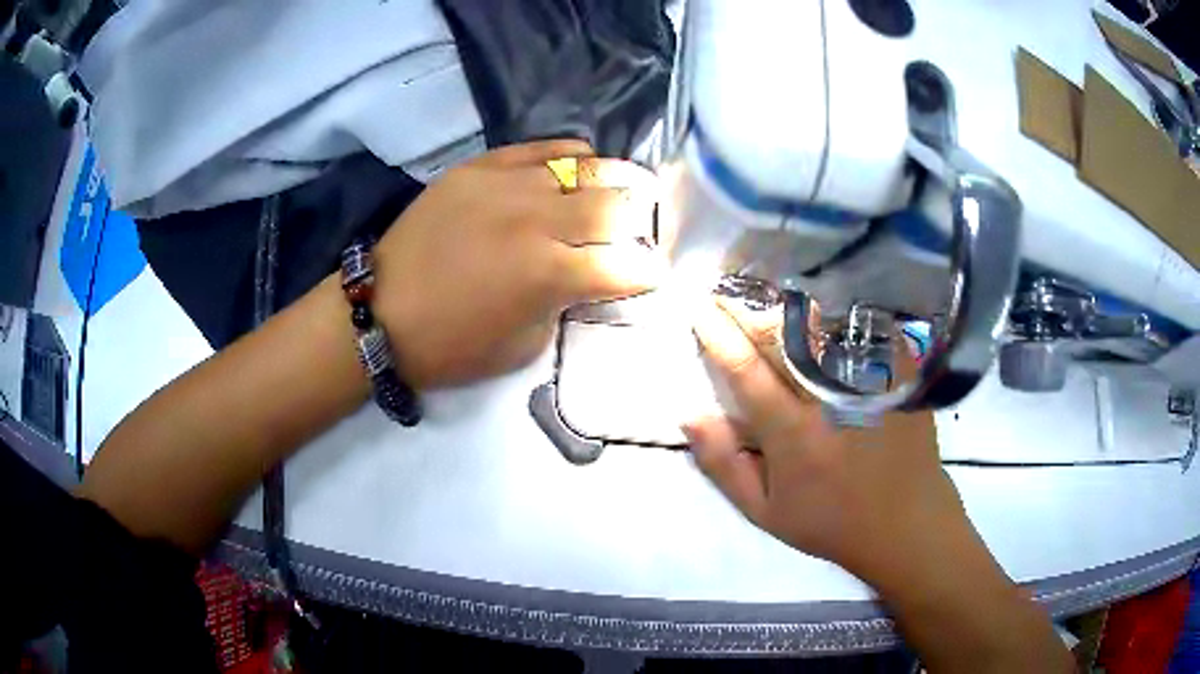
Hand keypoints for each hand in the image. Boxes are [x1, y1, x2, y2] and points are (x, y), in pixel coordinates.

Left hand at [372, 140, 662, 388]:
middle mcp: (538, 221)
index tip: (652, 276)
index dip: (649, 273)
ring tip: (625, 189)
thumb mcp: (524, 345)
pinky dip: (571, 156)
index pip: (627, 266)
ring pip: (585, 168)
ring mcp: (508, 185)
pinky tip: (578, 165)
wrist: (382, 311)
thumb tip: (587, 276)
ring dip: (614, 183)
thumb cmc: (452, 345)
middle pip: (617, 206)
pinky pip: (542, 148)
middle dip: (641, 220)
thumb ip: (564, 303)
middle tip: (644, 226)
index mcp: (550, 275)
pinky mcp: (482, 167)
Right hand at [683, 299, 962, 579]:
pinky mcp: (898, 375)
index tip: (698, 307)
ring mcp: (870, 382)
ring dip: (788, 303)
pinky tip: (821, 304)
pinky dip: (837, 312)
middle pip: (784, 336)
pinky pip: (864, 329)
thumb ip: (724, 465)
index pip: (746, 370)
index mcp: (793, 434)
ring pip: (824, 326)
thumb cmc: (829, 520)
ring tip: (765, 291)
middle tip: (724, 289)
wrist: (904, 522)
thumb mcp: (764, 511)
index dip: (717, 334)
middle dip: (747, 306)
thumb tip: (691, 415)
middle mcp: (831, 399)